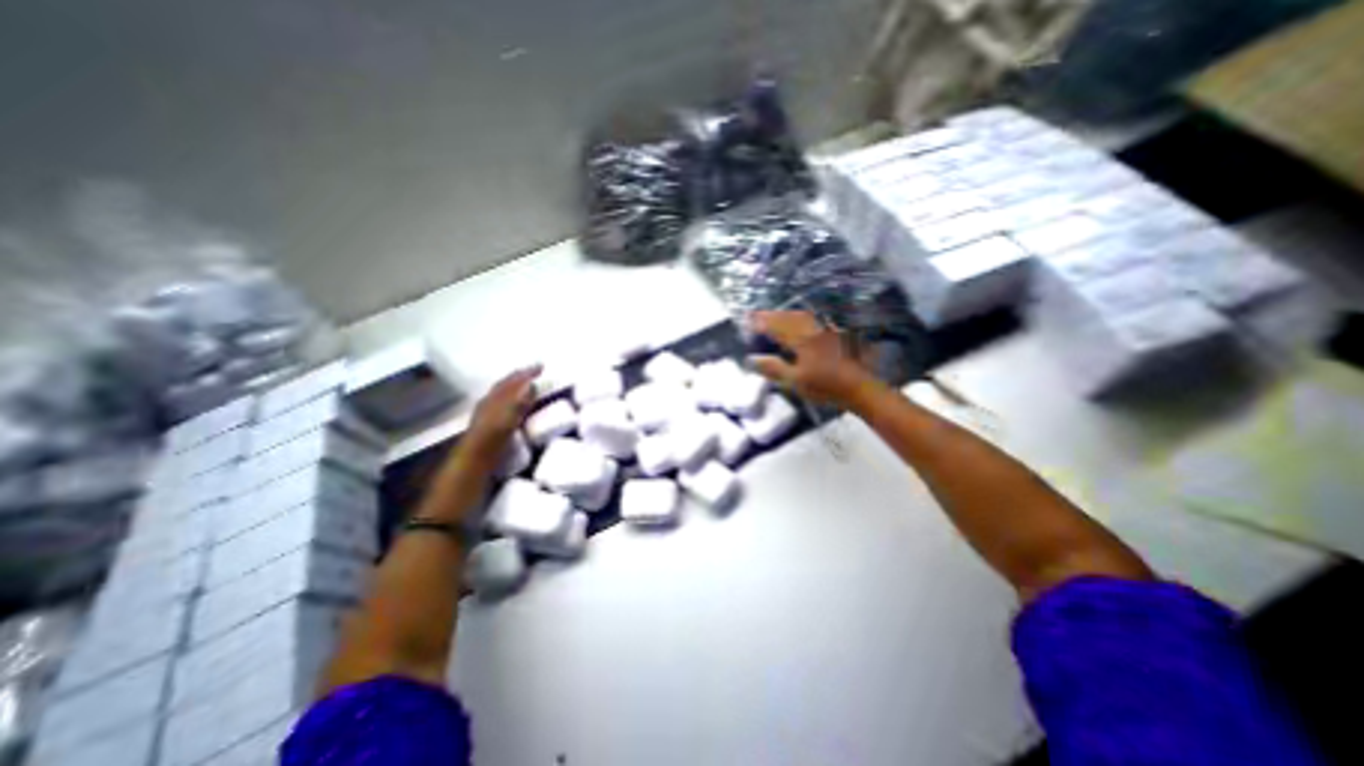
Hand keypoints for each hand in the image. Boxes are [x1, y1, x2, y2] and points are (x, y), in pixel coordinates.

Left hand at [460, 365, 541, 466]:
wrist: (474, 457)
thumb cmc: (494, 437)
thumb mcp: (510, 416)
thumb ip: (520, 401)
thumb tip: (531, 384)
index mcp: (497, 396)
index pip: (514, 379)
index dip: (528, 372)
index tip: (541, 366)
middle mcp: (490, 400)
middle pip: (506, 383)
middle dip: (519, 376)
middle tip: (533, 371)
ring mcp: (487, 411)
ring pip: (502, 392)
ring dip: (514, 386)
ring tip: (524, 384)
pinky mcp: (487, 423)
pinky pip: (500, 403)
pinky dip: (510, 398)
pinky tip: (513, 404)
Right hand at [746, 312, 873, 405]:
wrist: (859, 387)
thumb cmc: (825, 387)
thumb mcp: (795, 381)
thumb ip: (774, 368)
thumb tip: (752, 359)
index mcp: (801, 340)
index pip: (777, 327)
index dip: (762, 322)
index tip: (748, 320)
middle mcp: (812, 330)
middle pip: (789, 318)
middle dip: (772, 315)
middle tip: (759, 316)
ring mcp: (825, 331)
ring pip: (802, 317)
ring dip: (786, 315)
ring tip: (775, 317)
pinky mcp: (835, 334)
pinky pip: (813, 321)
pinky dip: (800, 319)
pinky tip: (800, 323)